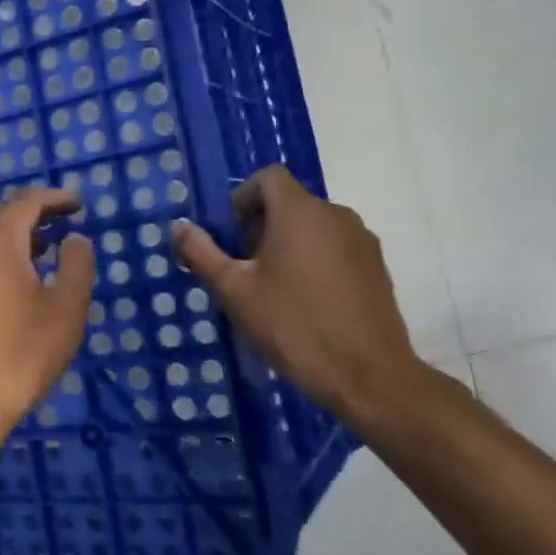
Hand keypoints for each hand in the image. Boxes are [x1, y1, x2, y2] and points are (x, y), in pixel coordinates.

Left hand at [0, 188, 96, 438]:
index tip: (77, 205)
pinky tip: (6, 286)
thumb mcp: (66, 310)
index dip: (53, 198)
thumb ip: (76, 266)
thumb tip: (74, 239)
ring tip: (37, 254)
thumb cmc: (20, 354)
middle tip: (57, 227)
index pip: (25, 203)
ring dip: (7, 234)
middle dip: (27, 211)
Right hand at [171, 166, 420, 422]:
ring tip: (274, 291)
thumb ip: (201, 253)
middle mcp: (335, 214)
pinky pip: (335, 248)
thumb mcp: (234, 291)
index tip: (231, 238)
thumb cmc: (294, 326)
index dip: (242, 199)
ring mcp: (362, 241)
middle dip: (260, 227)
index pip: (267, 177)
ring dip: (287, 245)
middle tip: (245, 271)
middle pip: (289, 203)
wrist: (369, 377)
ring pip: (313, 227)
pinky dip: (314, 261)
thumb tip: (178, 225)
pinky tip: (306, 304)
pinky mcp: (377, 268)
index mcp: (300, 211)